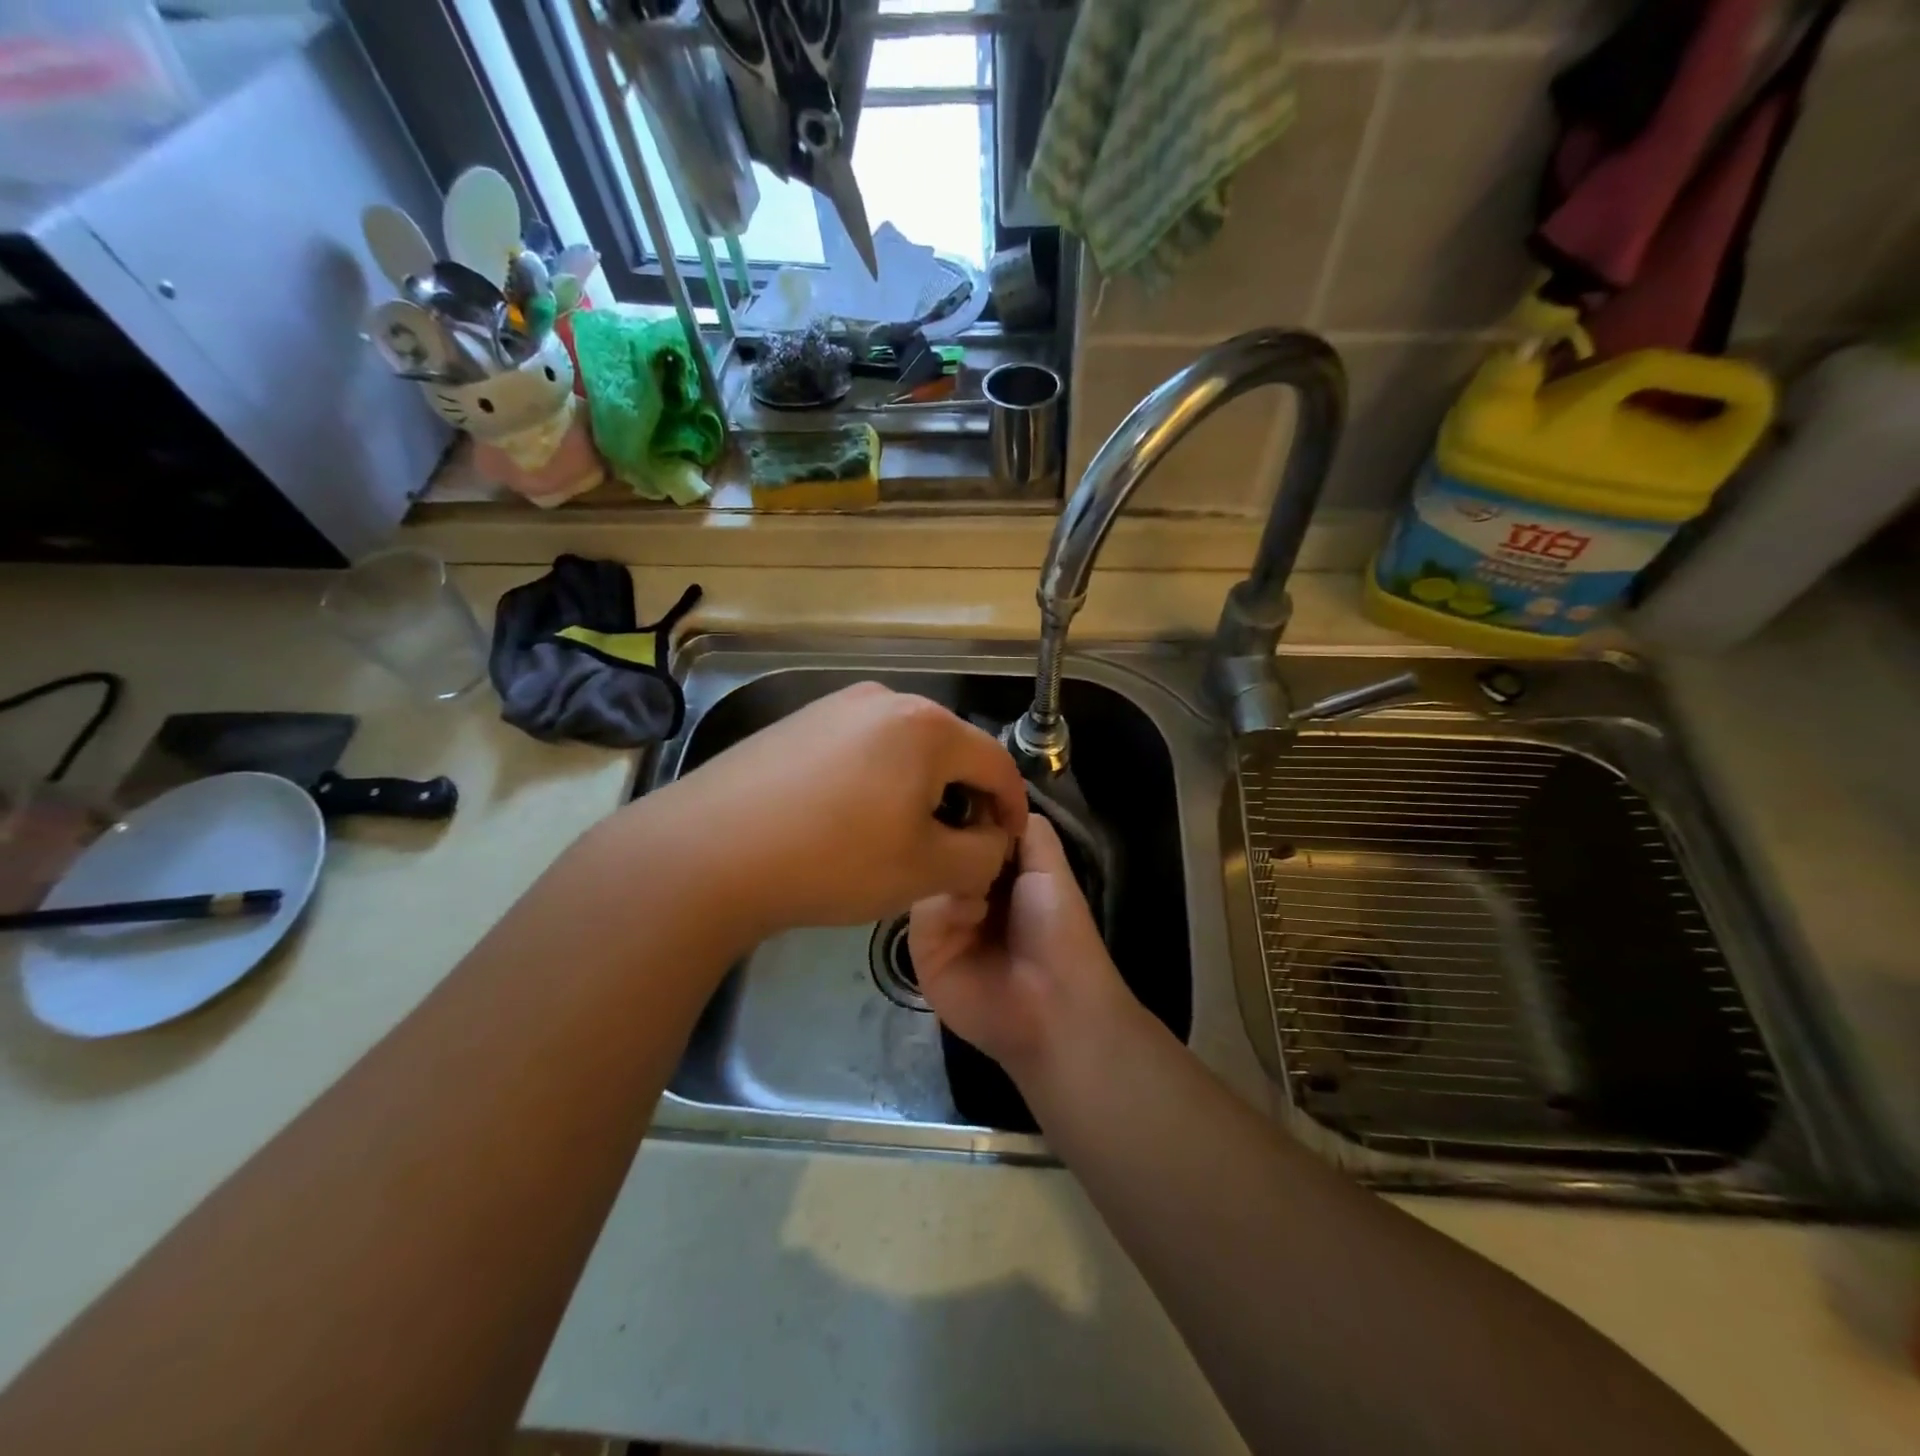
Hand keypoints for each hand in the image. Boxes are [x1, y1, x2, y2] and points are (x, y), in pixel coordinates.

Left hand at [650, 682, 1027, 934]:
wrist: (708, 852)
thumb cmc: (834, 858)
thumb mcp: (926, 869)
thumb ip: (981, 855)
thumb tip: (991, 841)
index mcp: (927, 726)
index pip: (996, 763)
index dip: (1012, 807)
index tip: (1009, 843)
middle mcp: (885, 699)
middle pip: (950, 751)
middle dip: (962, 800)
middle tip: (955, 849)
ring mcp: (835, 705)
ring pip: (903, 750)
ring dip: (918, 791)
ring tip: (901, 838)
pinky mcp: (798, 722)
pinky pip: (860, 749)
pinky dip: (876, 782)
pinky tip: (849, 821)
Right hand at [909, 816, 1131, 1083]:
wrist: (1054, 1004)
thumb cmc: (1058, 930)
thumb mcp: (1049, 866)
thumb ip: (1024, 827)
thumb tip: (988, 797)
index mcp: (997, 870)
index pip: (968, 828)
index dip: (966, 810)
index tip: (958, 789)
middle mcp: (963, 889)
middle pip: (941, 848)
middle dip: (953, 839)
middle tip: (967, 838)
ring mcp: (940, 919)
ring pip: (926, 874)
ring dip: (953, 872)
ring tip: (982, 889)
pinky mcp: (922, 948)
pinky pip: (920, 910)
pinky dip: (946, 906)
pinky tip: (972, 916)